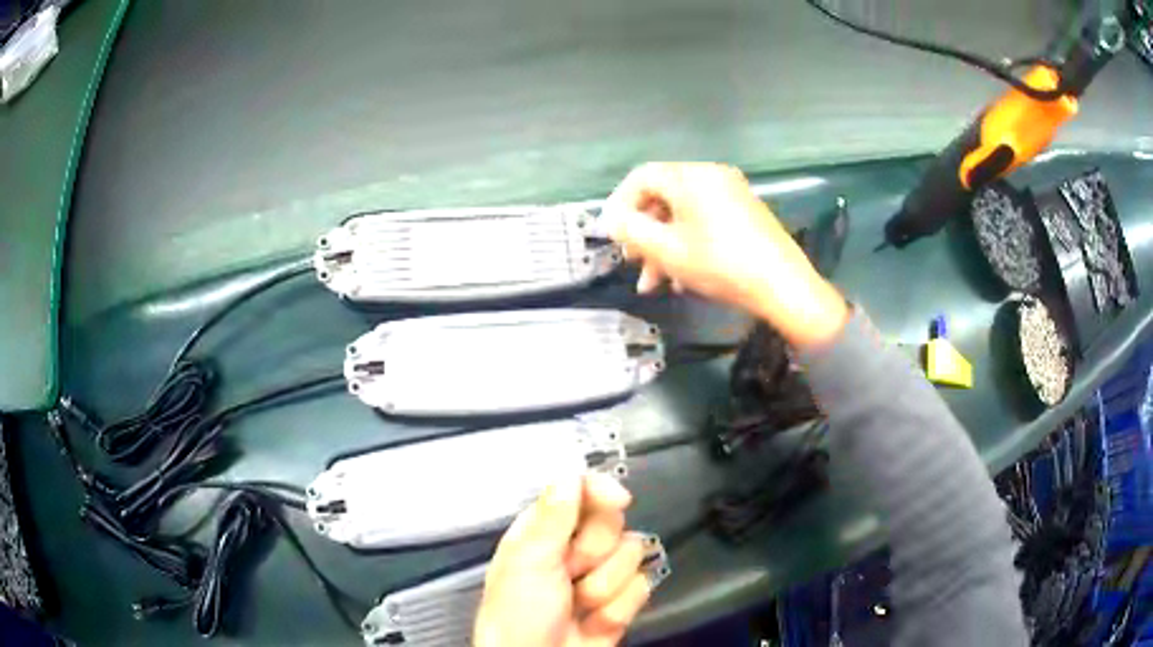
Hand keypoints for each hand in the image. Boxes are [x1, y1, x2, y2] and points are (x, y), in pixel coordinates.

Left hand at [474, 474, 650, 646]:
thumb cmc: (519, 613)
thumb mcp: (528, 561)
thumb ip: (552, 516)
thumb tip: (571, 473)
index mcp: (542, 532)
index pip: (580, 492)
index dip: (600, 492)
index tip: (618, 499)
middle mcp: (572, 550)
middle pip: (612, 523)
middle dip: (595, 552)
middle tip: (570, 572)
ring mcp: (600, 577)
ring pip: (631, 556)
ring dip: (605, 587)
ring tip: (579, 606)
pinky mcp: (621, 603)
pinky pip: (640, 587)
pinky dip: (619, 608)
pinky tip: (596, 622)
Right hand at [602, 162, 848, 348]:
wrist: (783, 285)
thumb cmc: (720, 264)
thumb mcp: (667, 250)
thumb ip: (631, 230)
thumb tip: (612, 219)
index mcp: (691, 176)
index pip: (641, 177)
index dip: (619, 204)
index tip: (611, 235)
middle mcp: (711, 176)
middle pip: (663, 197)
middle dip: (643, 234)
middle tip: (632, 262)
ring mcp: (731, 194)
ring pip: (683, 215)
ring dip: (663, 247)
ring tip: (653, 284)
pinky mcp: (744, 213)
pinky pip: (704, 221)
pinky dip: (687, 245)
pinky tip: (681, 280)